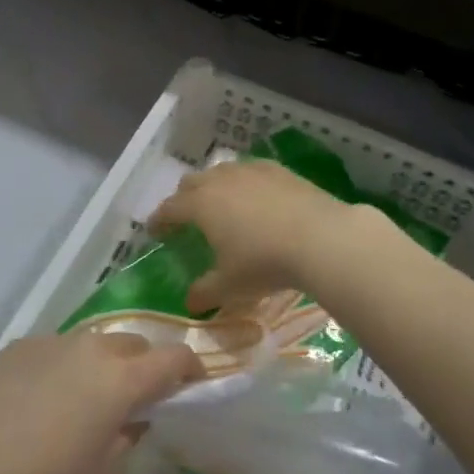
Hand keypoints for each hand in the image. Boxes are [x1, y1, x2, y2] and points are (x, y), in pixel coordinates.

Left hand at [0, 332, 199, 473]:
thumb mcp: (99, 473)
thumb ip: (126, 440)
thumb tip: (132, 422)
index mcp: (122, 377)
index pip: (174, 358)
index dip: (190, 369)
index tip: (191, 384)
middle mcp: (93, 346)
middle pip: (134, 344)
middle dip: (144, 366)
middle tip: (135, 398)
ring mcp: (54, 340)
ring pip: (94, 343)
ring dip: (102, 364)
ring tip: (85, 398)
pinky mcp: (21, 345)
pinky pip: (57, 349)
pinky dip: (64, 366)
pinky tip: (41, 398)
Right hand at [150, 159, 357, 313]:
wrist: (320, 237)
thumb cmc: (265, 262)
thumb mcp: (230, 285)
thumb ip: (205, 292)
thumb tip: (190, 303)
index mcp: (201, 205)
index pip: (169, 208)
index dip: (159, 219)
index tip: (154, 230)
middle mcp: (220, 180)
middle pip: (191, 182)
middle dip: (183, 198)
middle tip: (186, 217)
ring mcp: (250, 171)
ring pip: (220, 171)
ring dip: (213, 185)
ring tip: (221, 204)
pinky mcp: (278, 169)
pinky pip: (250, 170)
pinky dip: (243, 182)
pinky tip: (255, 196)